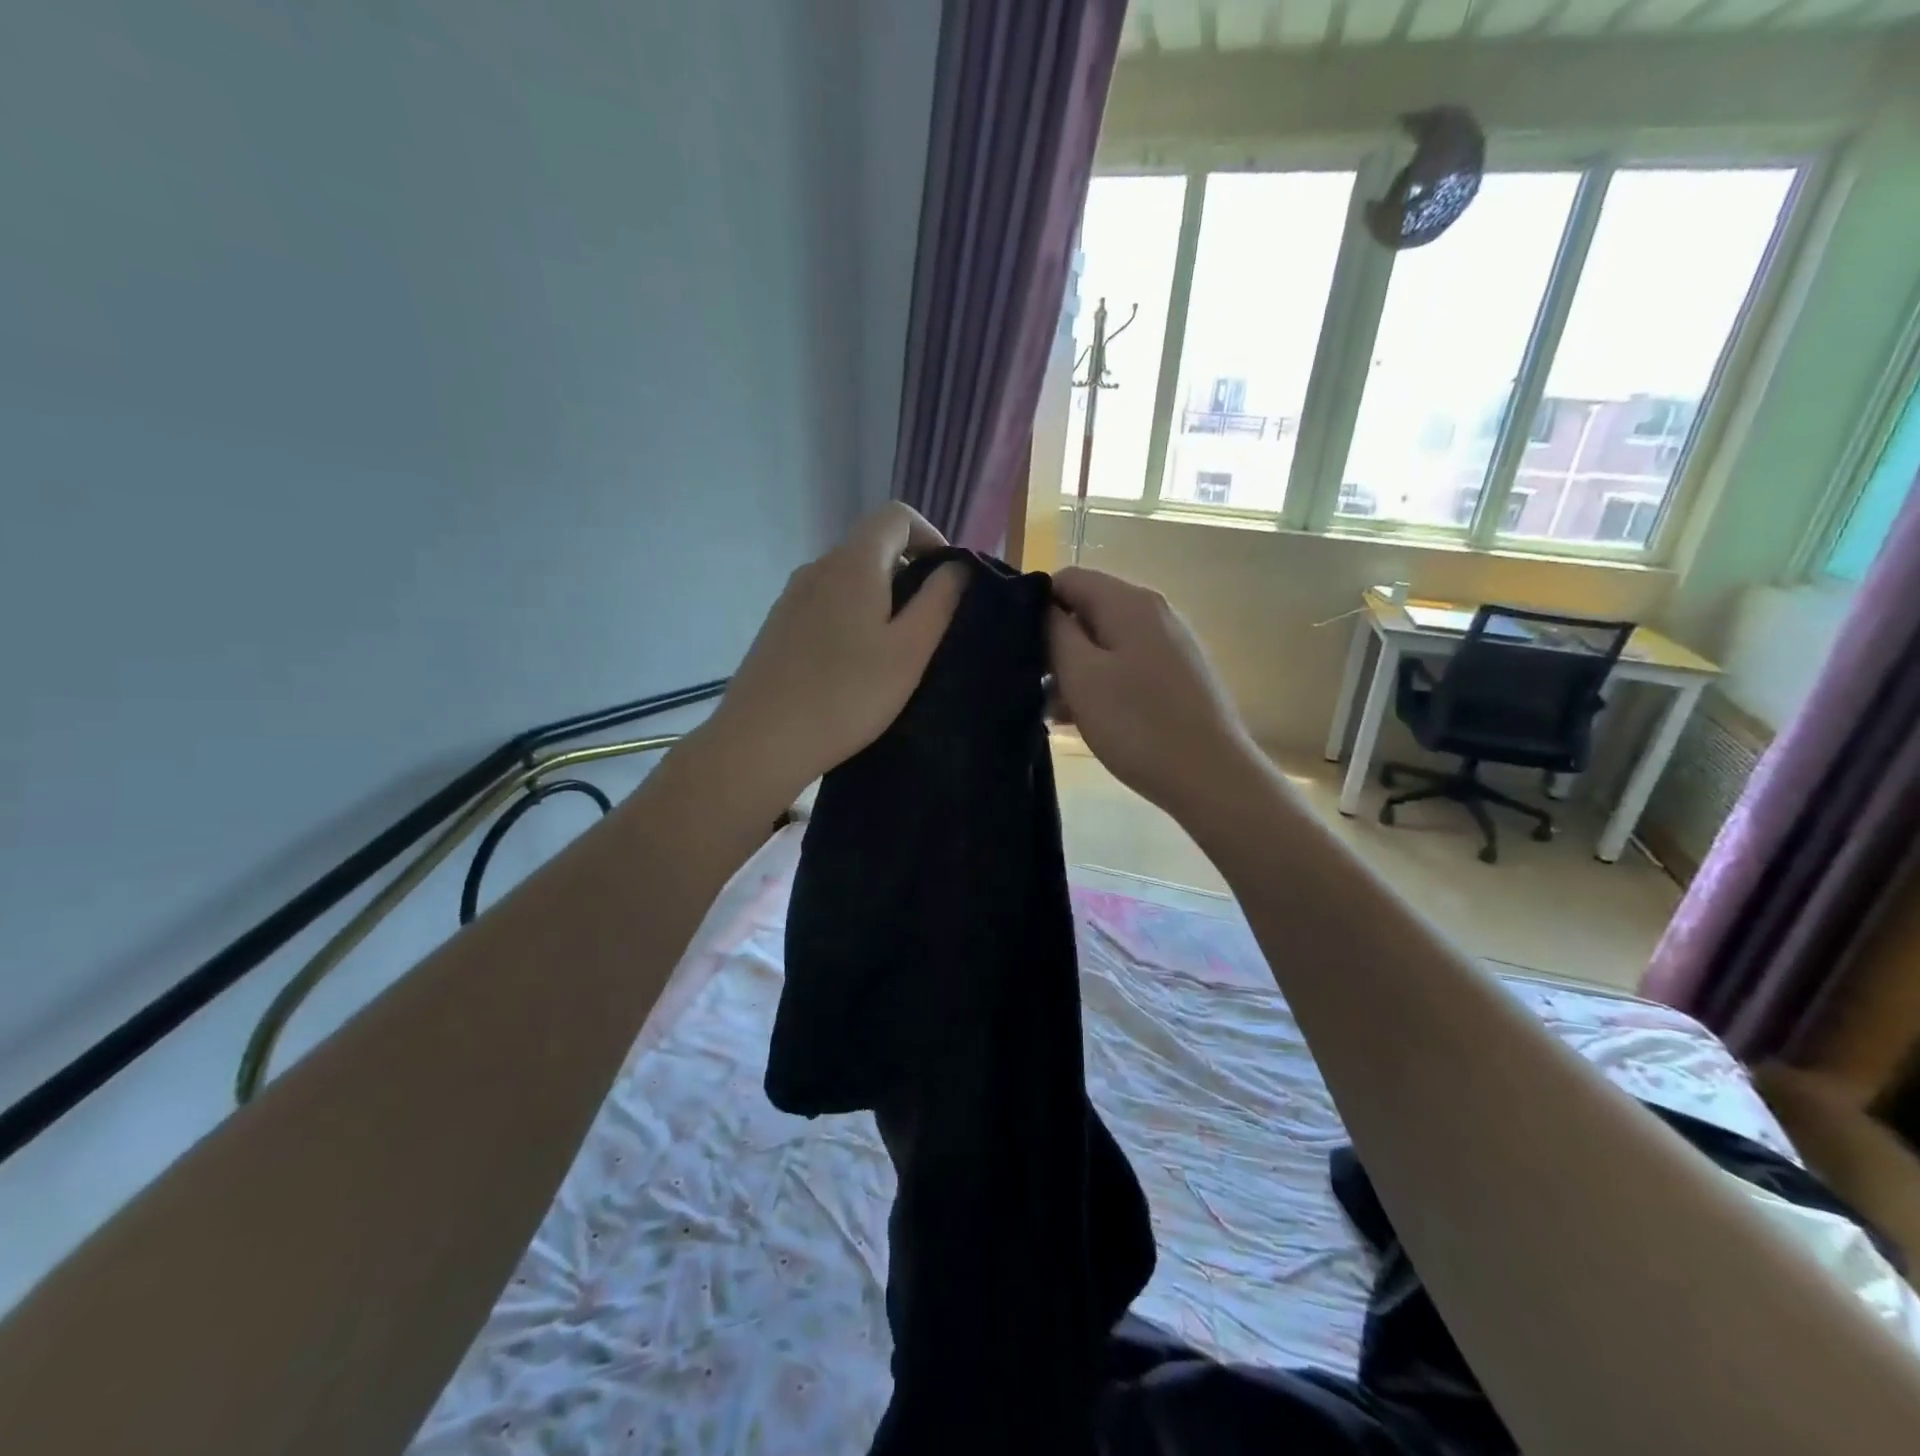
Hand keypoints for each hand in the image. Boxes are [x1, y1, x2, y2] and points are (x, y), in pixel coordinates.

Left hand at [700, 503, 966, 807]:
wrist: (761, 742)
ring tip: (894, 651)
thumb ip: (938, 601)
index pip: (896, 515)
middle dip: (908, 573)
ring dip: (879, 600)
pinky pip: (825, 606)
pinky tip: (854, 667)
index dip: (930, 535)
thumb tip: (956, 568)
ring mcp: (790, 598)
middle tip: (929, 625)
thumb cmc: (847, 695)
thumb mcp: (909, 650)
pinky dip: (851, 618)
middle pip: (871, 547)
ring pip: (847, 580)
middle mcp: (817, 568)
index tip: (948, 578)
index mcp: (853, 564)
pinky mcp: (777, 628)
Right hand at [1048, 567, 1256, 820]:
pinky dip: (1103, 684)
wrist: (1211, 777)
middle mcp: (1155, 611)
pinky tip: (1087, 720)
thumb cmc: (1138, 725)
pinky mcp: (1179, 675)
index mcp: (1129, 602)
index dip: (1036, 607)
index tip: (1020, 648)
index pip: (1068, 578)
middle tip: (1035, 687)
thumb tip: (1042, 606)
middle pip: (1088, 610)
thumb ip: (1054, 632)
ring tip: (1057, 713)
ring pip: (1107, 642)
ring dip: (1076, 671)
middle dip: (1056, 644)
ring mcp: (1171, 644)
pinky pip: (1128, 666)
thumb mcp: (1081, 676)